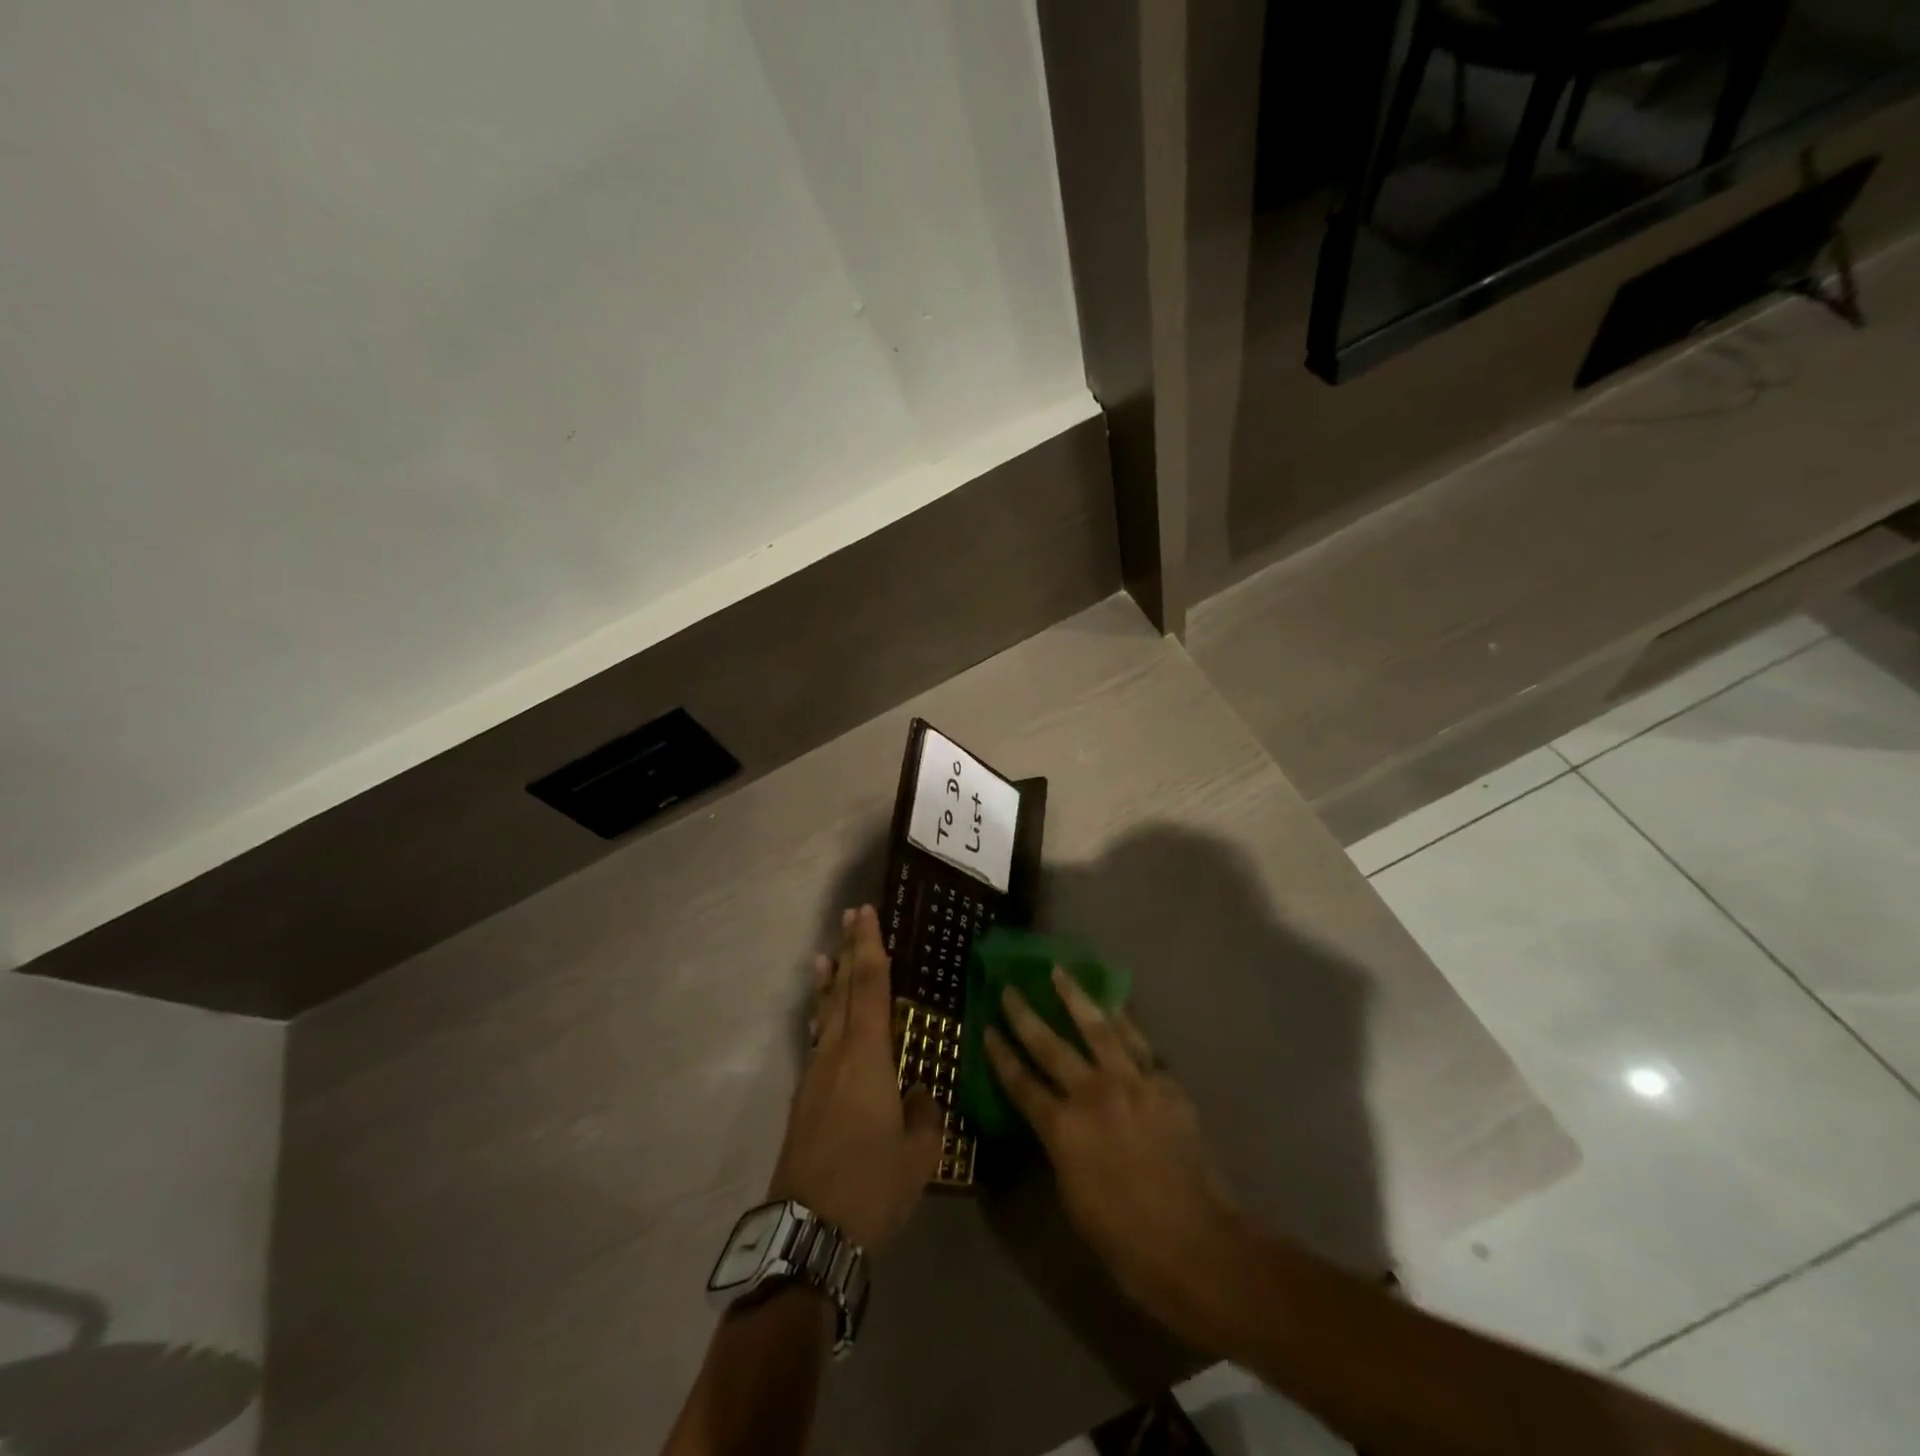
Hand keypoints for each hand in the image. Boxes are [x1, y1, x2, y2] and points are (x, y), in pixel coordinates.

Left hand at [768, 906, 941, 1251]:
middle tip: (851, 916)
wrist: (806, 1232)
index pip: (871, 986)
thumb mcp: (918, 1154)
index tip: (867, 914)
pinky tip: (824, 1022)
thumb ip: (924, 1115)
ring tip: (826, 955)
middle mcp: (837, 1054)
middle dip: (850, 951)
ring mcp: (815, 1076)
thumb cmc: (870, 1187)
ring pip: (825, 1015)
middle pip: (844, 990)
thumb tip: (919, 1094)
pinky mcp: (803, 1100)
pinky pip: (817, 1042)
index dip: (870, 947)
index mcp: (867, 1056)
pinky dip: (822, 1018)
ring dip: (830, 983)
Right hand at [984, 968, 1251, 1342]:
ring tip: (1060, 972)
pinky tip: (1116, 1007)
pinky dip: (1125, 1023)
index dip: (1001, 1055)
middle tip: (1010, 988)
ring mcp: (1133, 1084)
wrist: (1195, 1244)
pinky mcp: (1165, 1085)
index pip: (1021, 1083)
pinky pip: (1141, 1044)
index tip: (987, 1028)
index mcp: (1063, 1129)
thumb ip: (1061, 1147)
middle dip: (1025, 1015)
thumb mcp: (1072, 1197)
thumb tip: (1057, 1121)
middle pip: (1051, 1045)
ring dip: (1076, 997)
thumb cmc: (1124, 1239)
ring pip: (1098, 1028)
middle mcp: (1093, 1094)